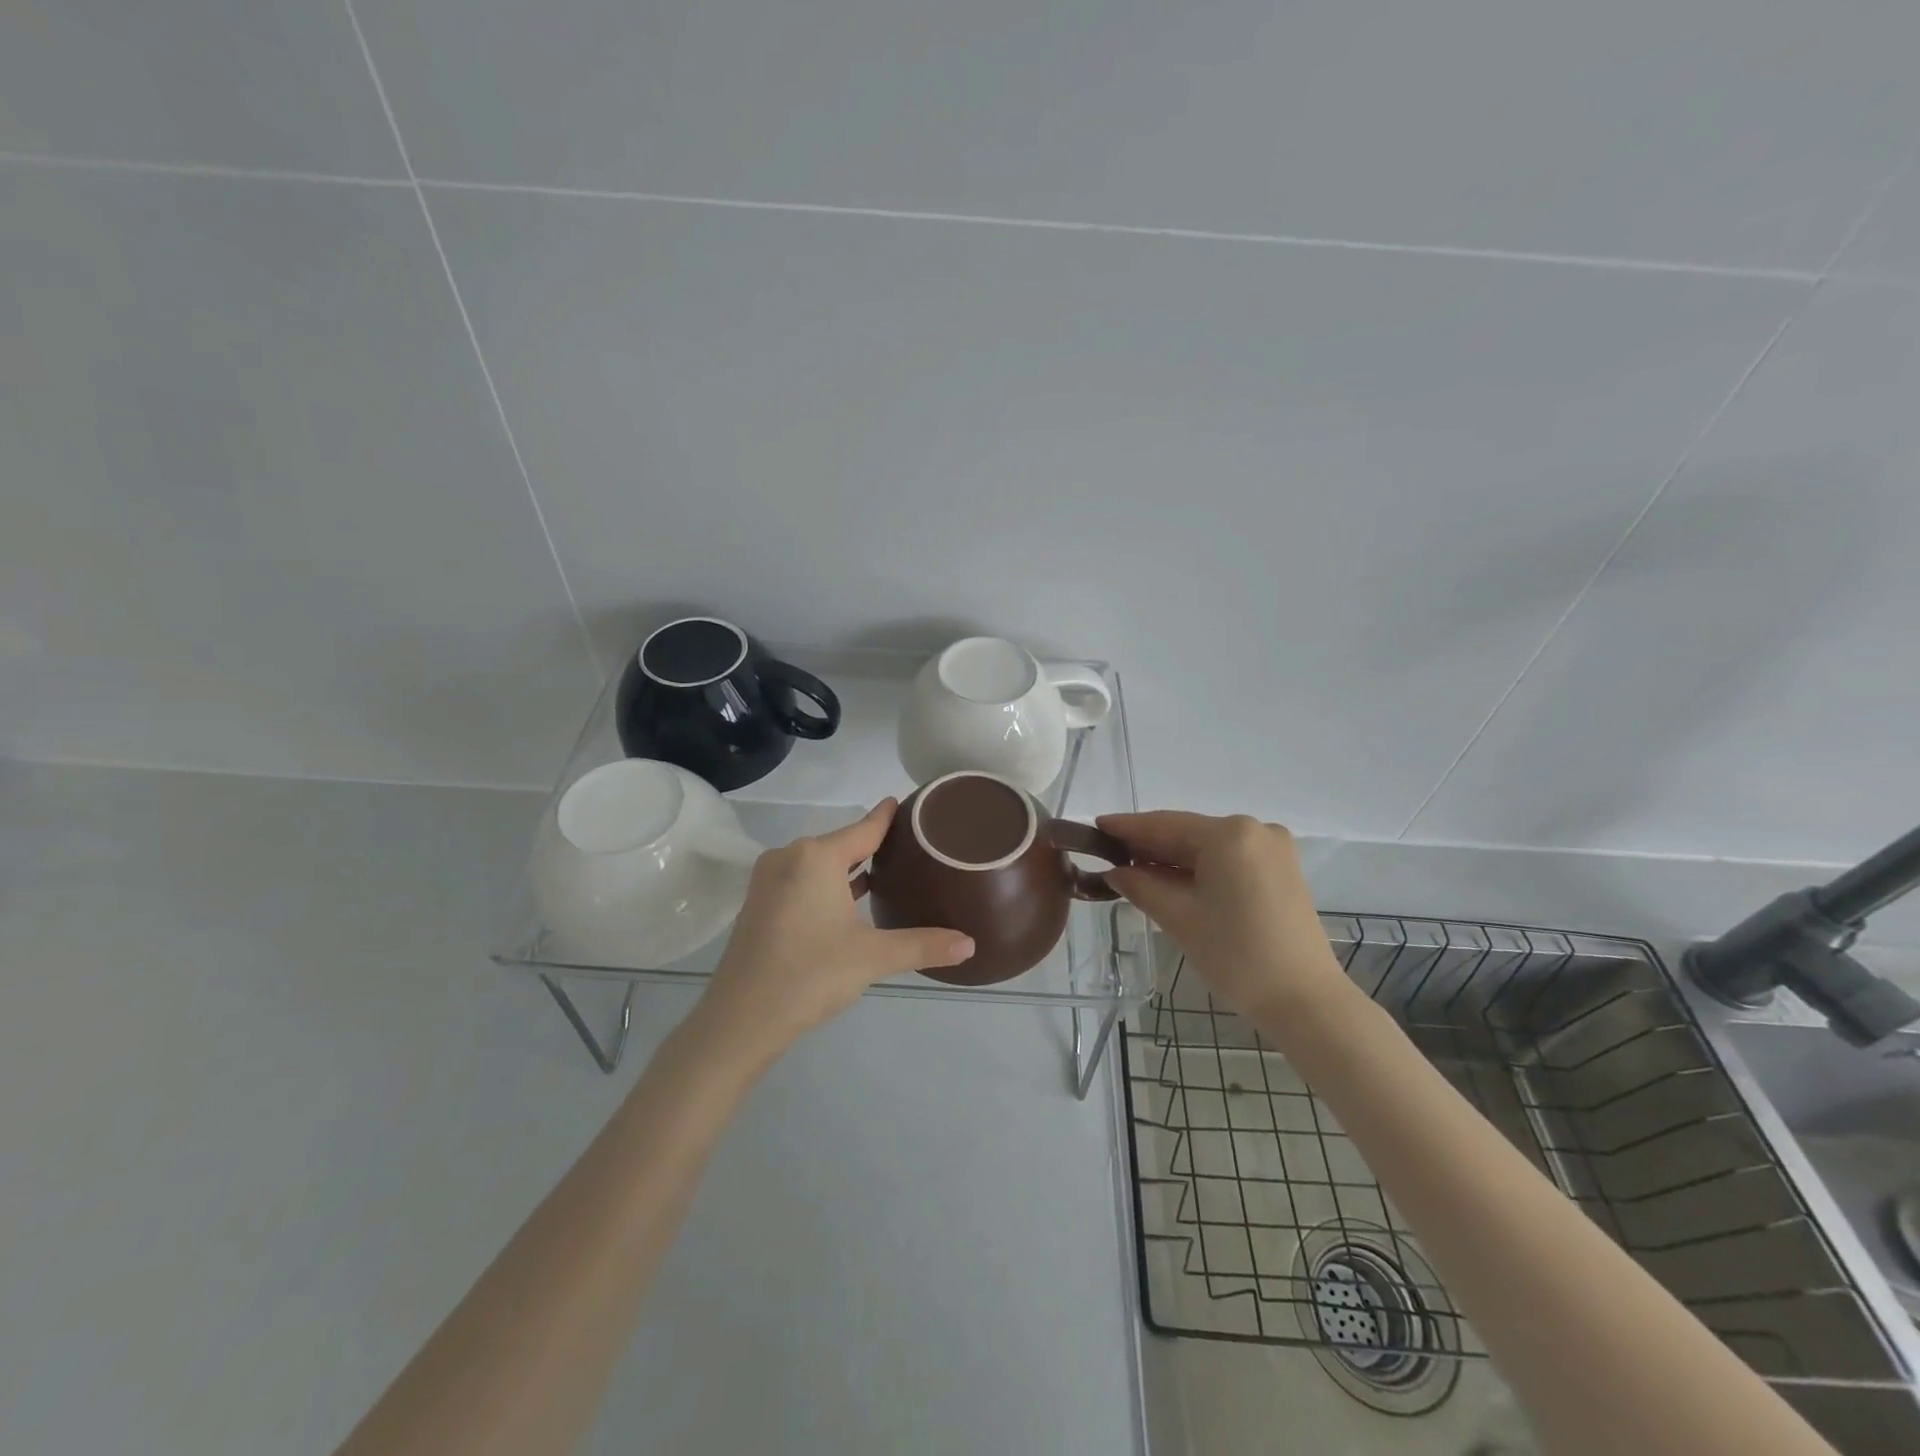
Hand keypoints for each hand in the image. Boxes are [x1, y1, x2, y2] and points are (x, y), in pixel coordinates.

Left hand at [697, 800, 974, 1058]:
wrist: (740, 1019)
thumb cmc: (810, 975)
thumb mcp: (872, 957)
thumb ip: (922, 945)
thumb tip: (970, 944)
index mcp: (816, 856)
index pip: (865, 828)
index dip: (889, 816)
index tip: (910, 803)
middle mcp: (790, 857)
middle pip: (842, 843)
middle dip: (875, 845)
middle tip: (914, 847)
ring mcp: (770, 880)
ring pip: (820, 863)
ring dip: (850, 867)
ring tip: (890, 871)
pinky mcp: (760, 903)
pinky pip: (803, 880)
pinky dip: (829, 884)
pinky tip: (851, 899)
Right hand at [1099, 812, 1347, 1021]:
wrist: (1306, 1001)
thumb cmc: (1237, 956)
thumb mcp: (1179, 918)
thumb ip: (1141, 886)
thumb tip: (1115, 873)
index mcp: (1229, 834)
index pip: (1165, 824)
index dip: (1127, 827)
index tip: (1095, 826)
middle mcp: (1255, 830)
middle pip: (1188, 832)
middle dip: (1149, 845)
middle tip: (1109, 854)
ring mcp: (1273, 849)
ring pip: (1208, 846)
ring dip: (1173, 858)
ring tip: (1133, 869)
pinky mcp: (1281, 870)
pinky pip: (1228, 859)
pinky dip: (1199, 868)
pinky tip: (1172, 879)